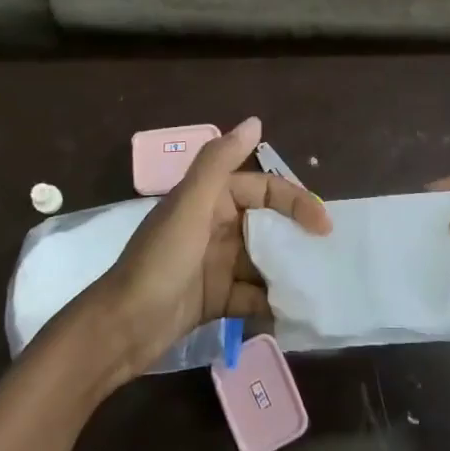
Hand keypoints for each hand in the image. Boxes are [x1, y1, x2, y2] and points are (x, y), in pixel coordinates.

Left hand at [73, 117, 330, 388]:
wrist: (121, 329)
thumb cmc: (159, 261)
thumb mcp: (190, 206)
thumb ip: (219, 162)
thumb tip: (255, 121)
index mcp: (210, 199)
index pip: (264, 189)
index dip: (295, 201)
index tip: (323, 225)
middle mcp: (216, 226)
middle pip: (268, 225)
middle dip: (296, 238)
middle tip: (328, 257)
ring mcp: (216, 264)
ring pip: (264, 260)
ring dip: (287, 271)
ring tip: (317, 287)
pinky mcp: (216, 298)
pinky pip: (253, 294)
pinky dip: (270, 302)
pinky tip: (292, 314)